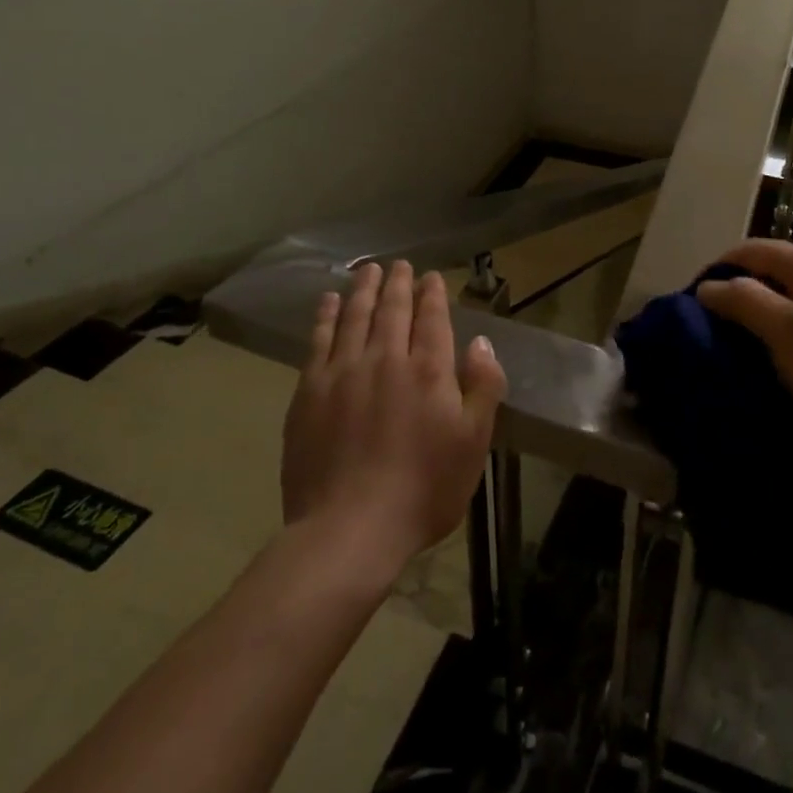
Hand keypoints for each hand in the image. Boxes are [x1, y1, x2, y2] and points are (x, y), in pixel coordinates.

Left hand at [282, 261, 505, 574]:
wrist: (350, 528)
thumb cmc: (423, 489)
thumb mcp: (473, 443)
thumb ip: (483, 387)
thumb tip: (480, 343)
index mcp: (429, 370)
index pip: (431, 318)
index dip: (432, 294)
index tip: (430, 276)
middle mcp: (386, 359)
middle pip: (392, 310)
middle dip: (398, 283)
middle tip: (399, 264)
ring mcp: (343, 372)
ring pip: (355, 316)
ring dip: (363, 290)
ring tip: (367, 270)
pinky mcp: (310, 391)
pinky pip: (319, 340)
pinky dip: (326, 316)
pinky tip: (328, 302)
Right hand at [695, 240, 792, 490]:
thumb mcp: (786, 333)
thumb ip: (744, 301)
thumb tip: (710, 285)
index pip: (751, 249)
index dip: (717, 270)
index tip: (689, 303)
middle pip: (769, 271)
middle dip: (735, 294)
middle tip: (707, 328)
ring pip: (786, 299)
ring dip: (756, 317)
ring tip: (731, 346)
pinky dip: (779, 334)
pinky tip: (768, 361)